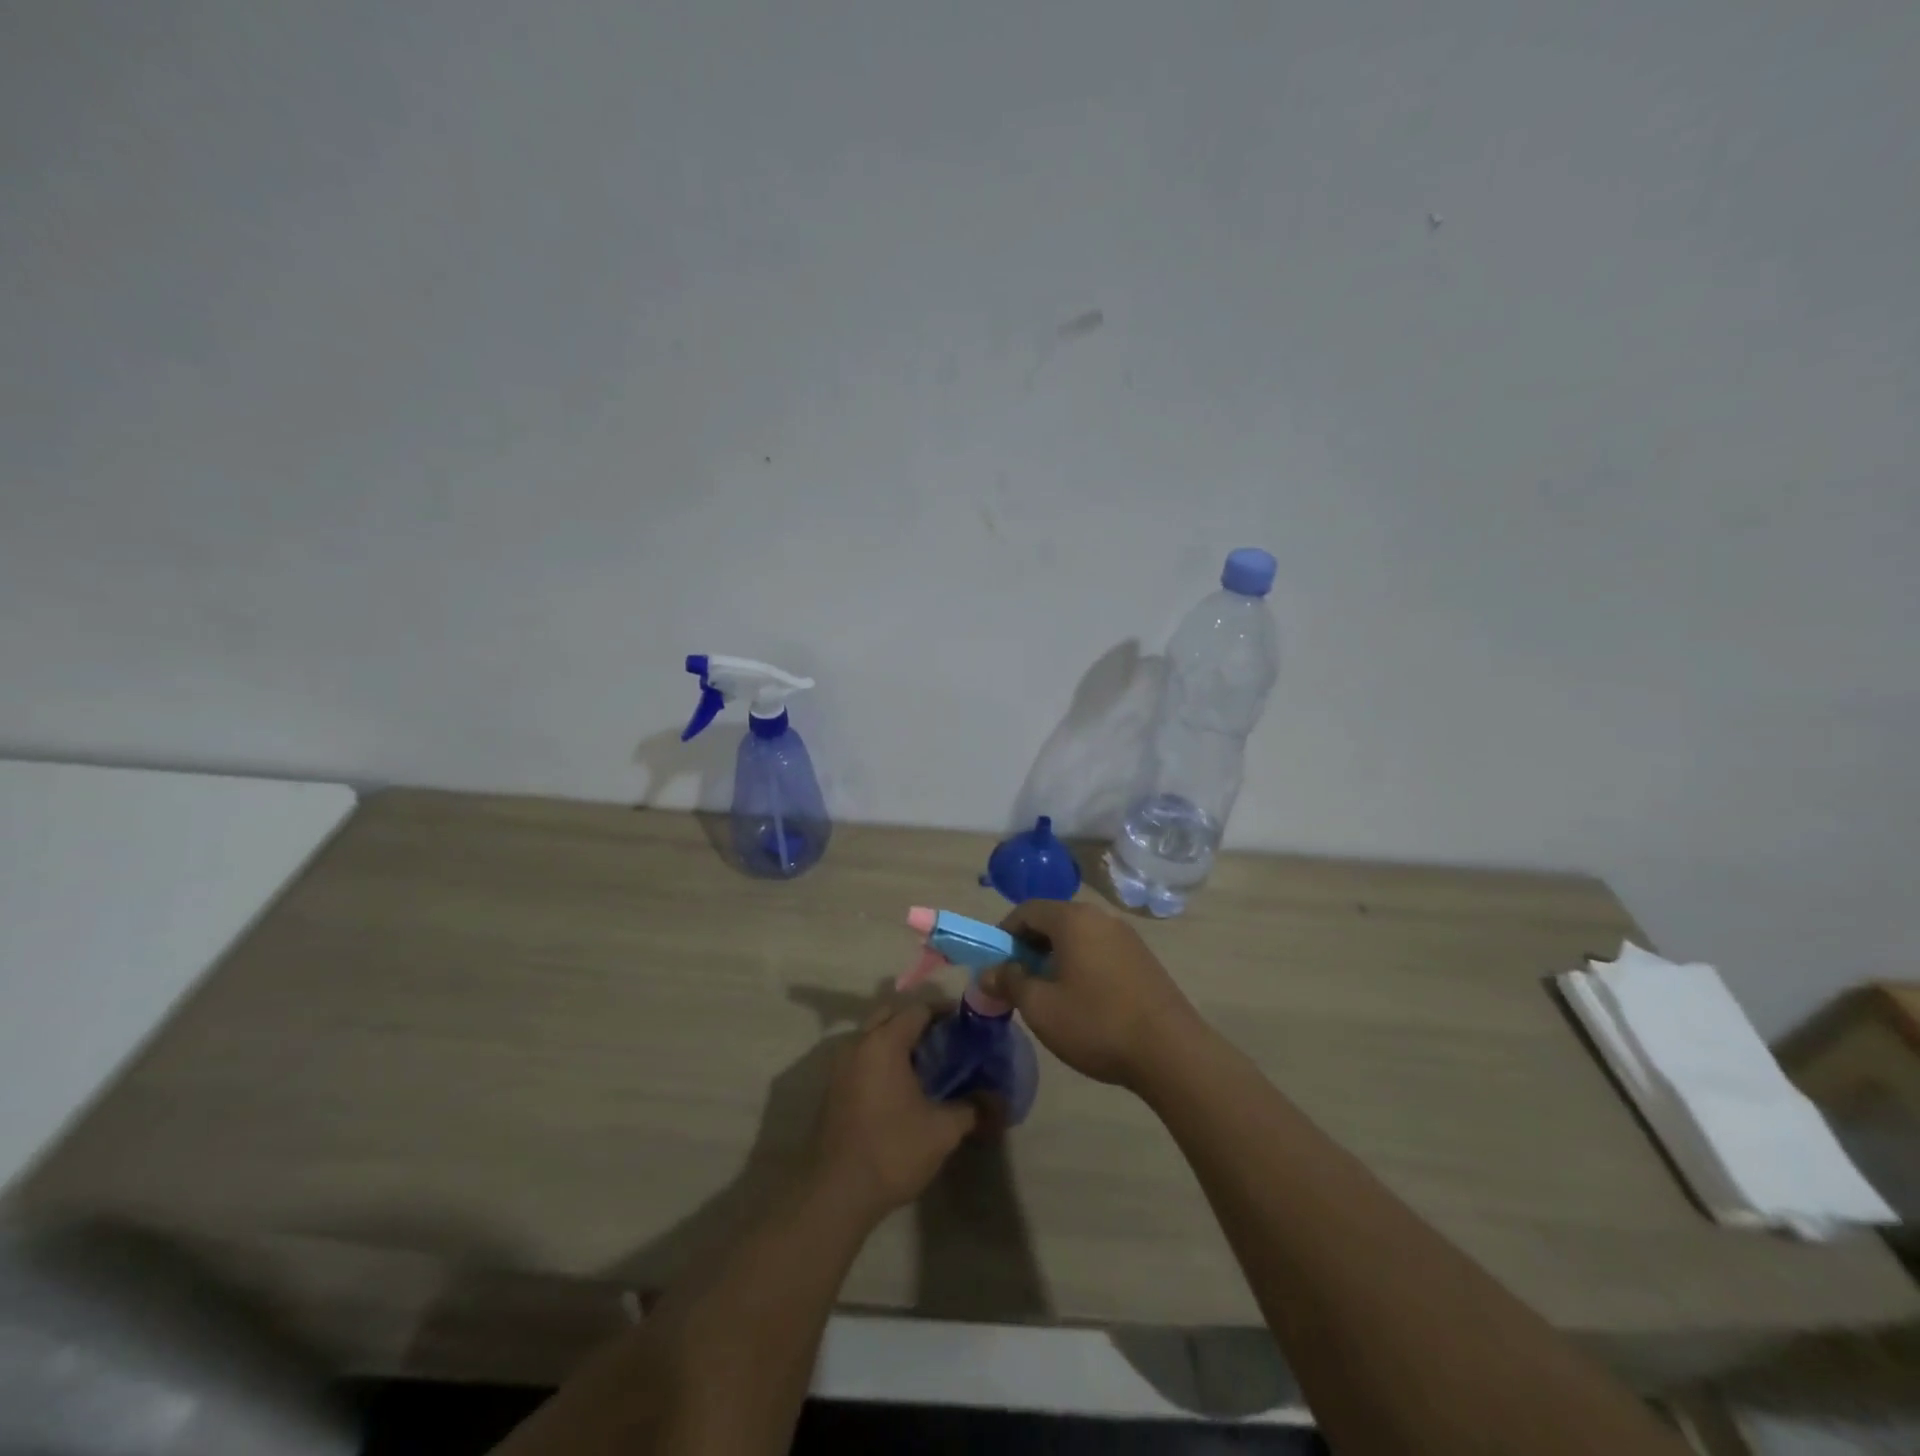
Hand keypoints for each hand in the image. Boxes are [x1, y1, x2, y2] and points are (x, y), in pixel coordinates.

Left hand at [809, 1002, 976, 1222]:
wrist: (836, 1193)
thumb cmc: (892, 1150)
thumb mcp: (942, 1130)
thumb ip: (972, 1108)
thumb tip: (999, 1102)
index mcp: (884, 1042)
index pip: (918, 1009)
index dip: (944, 1012)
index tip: (966, 1024)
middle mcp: (859, 1044)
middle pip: (891, 1015)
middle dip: (918, 1021)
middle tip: (946, 1040)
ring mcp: (841, 1066)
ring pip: (873, 1036)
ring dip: (897, 1040)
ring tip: (927, 1063)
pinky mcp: (833, 1088)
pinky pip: (862, 1057)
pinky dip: (882, 1059)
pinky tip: (902, 1086)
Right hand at [980, 899, 1203, 1091]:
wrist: (1171, 1052)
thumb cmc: (1096, 1024)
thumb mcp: (1040, 1007)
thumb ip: (1010, 982)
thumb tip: (989, 971)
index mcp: (1073, 919)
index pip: (1026, 910)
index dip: (1004, 934)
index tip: (996, 966)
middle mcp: (1100, 917)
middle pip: (1053, 921)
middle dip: (1029, 948)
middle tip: (1019, 983)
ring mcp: (1126, 936)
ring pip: (1077, 937)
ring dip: (1055, 958)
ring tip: (1050, 995)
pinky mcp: (1143, 958)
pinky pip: (1099, 950)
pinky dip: (1081, 965)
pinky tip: (1083, 1000)